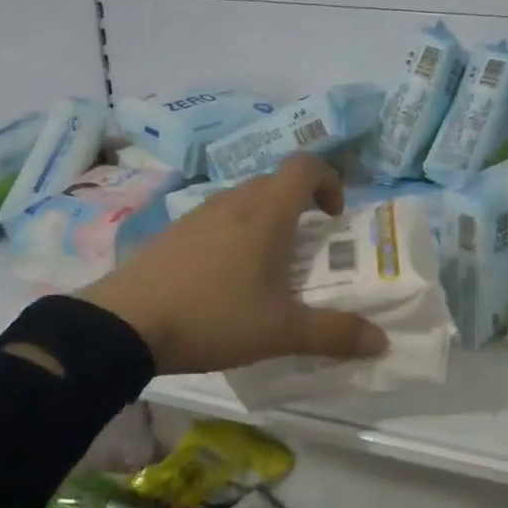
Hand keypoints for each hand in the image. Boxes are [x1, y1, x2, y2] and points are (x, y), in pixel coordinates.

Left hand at [80, 155, 389, 375]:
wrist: (124, 324)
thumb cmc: (214, 317)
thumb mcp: (281, 332)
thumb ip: (334, 334)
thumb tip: (382, 342)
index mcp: (266, 213)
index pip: (305, 166)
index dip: (329, 180)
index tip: (334, 216)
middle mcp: (233, 202)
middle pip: (275, 181)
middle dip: (299, 203)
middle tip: (307, 244)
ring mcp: (197, 214)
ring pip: (243, 199)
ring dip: (265, 217)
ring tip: (268, 263)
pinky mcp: (172, 232)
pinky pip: (216, 218)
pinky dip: (234, 232)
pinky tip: (225, 276)